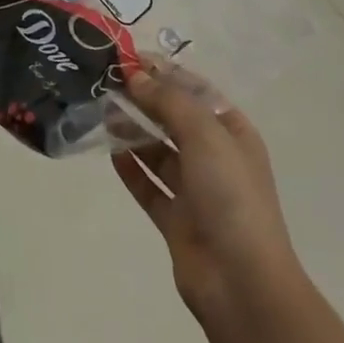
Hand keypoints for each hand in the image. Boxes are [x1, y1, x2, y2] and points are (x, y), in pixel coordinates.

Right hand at [112, 66, 300, 322]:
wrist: (242, 284)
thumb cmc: (230, 196)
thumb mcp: (204, 134)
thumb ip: (168, 101)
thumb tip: (136, 76)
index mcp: (232, 133)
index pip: (195, 91)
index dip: (164, 72)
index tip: (128, 58)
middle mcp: (215, 158)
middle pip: (174, 119)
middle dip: (144, 100)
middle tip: (106, 83)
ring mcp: (196, 191)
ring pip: (159, 152)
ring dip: (134, 131)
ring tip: (101, 112)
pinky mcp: (177, 220)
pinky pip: (149, 186)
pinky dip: (131, 169)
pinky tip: (110, 152)